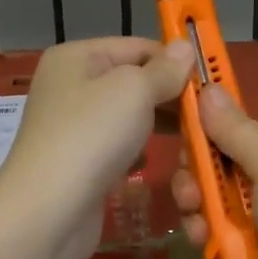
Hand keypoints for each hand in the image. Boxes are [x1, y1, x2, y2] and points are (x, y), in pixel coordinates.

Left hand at [0, 37, 193, 258]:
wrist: (48, 211)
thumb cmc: (91, 137)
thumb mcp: (134, 90)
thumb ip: (164, 70)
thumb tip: (185, 48)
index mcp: (77, 57)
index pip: (137, 47)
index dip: (174, 62)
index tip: (209, 84)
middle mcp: (71, 86)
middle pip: (133, 82)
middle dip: (169, 96)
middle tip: (207, 115)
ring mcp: (73, 127)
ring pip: (128, 117)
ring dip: (157, 125)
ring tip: (191, 138)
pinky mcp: (79, 163)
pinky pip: (117, 147)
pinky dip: (137, 152)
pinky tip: (151, 162)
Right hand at [171, 85, 257, 258]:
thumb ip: (236, 131)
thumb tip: (207, 88)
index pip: (230, 131)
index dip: (202, 136)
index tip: (181, 146)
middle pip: (215, 174)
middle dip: (196, 186)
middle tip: (193, 200)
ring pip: (212, 213)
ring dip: (201, 224)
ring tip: (205, 239)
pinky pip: (221, 249)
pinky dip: (215, 257)